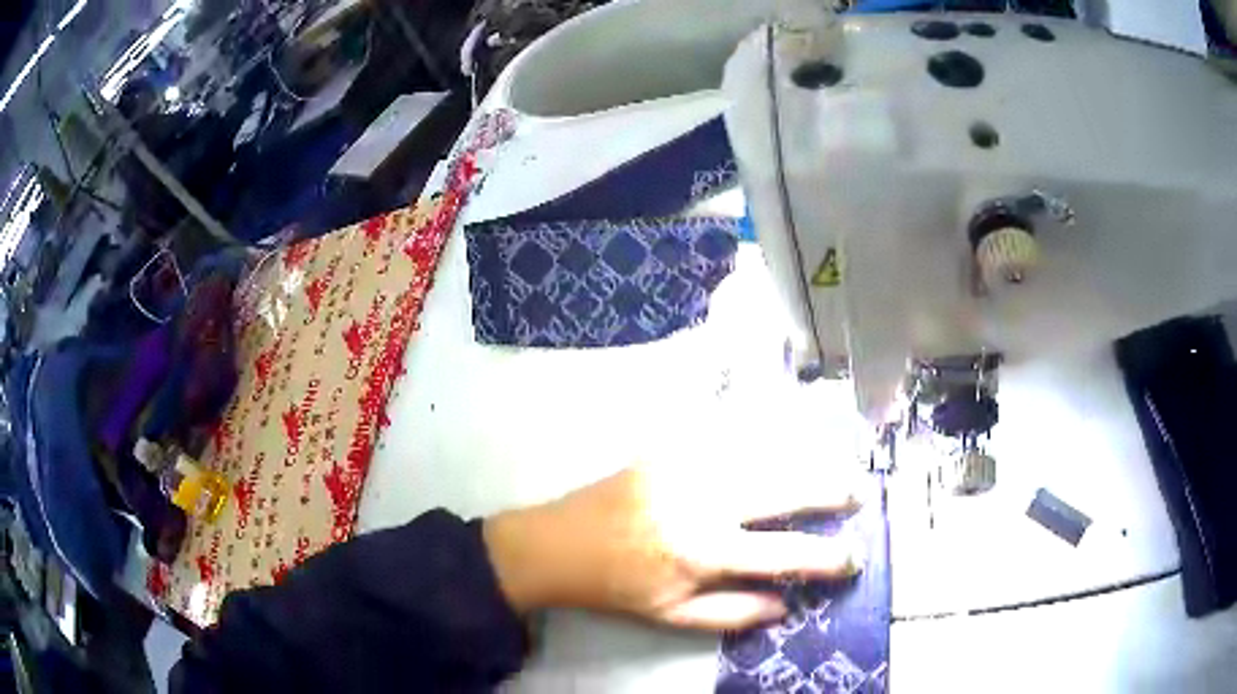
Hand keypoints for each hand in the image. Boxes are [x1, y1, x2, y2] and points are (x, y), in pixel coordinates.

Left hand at [483, 462, 863, 630]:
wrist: (559, 544)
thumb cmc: (617, 587)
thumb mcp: (672, 615)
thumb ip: (733, 612)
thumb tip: (787, 603)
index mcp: (706, 551)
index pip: (786, 553)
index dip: (828, 557)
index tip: (855, 558)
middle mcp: (706, 501)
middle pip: (785, 488)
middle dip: (830, 489)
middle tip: (858, 492)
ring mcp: (687, 466)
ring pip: (763, 452)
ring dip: (805, 457)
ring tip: (835, 461)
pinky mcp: (670, 447)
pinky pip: (726, 431)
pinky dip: (762, 432)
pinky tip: (785, 433)